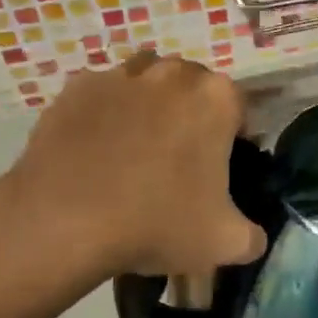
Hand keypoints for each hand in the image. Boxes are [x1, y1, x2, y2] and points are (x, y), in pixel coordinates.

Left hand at [1, 50, 266, 279]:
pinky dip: (104, 114)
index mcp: (216, 98)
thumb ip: (253, 235)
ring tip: (135, 151)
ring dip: (148, 106)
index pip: (238, 108)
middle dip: (190, 115)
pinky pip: (102, 95)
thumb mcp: (225, 243)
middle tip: (177, 161)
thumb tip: (253, 235)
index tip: (218, 168)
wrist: (64, 222)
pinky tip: (96, 151)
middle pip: (191, 88)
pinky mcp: (77, 87)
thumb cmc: (156, 224)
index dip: (232, 138)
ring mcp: (120, 75)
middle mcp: (172, 73)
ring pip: (146, 83)